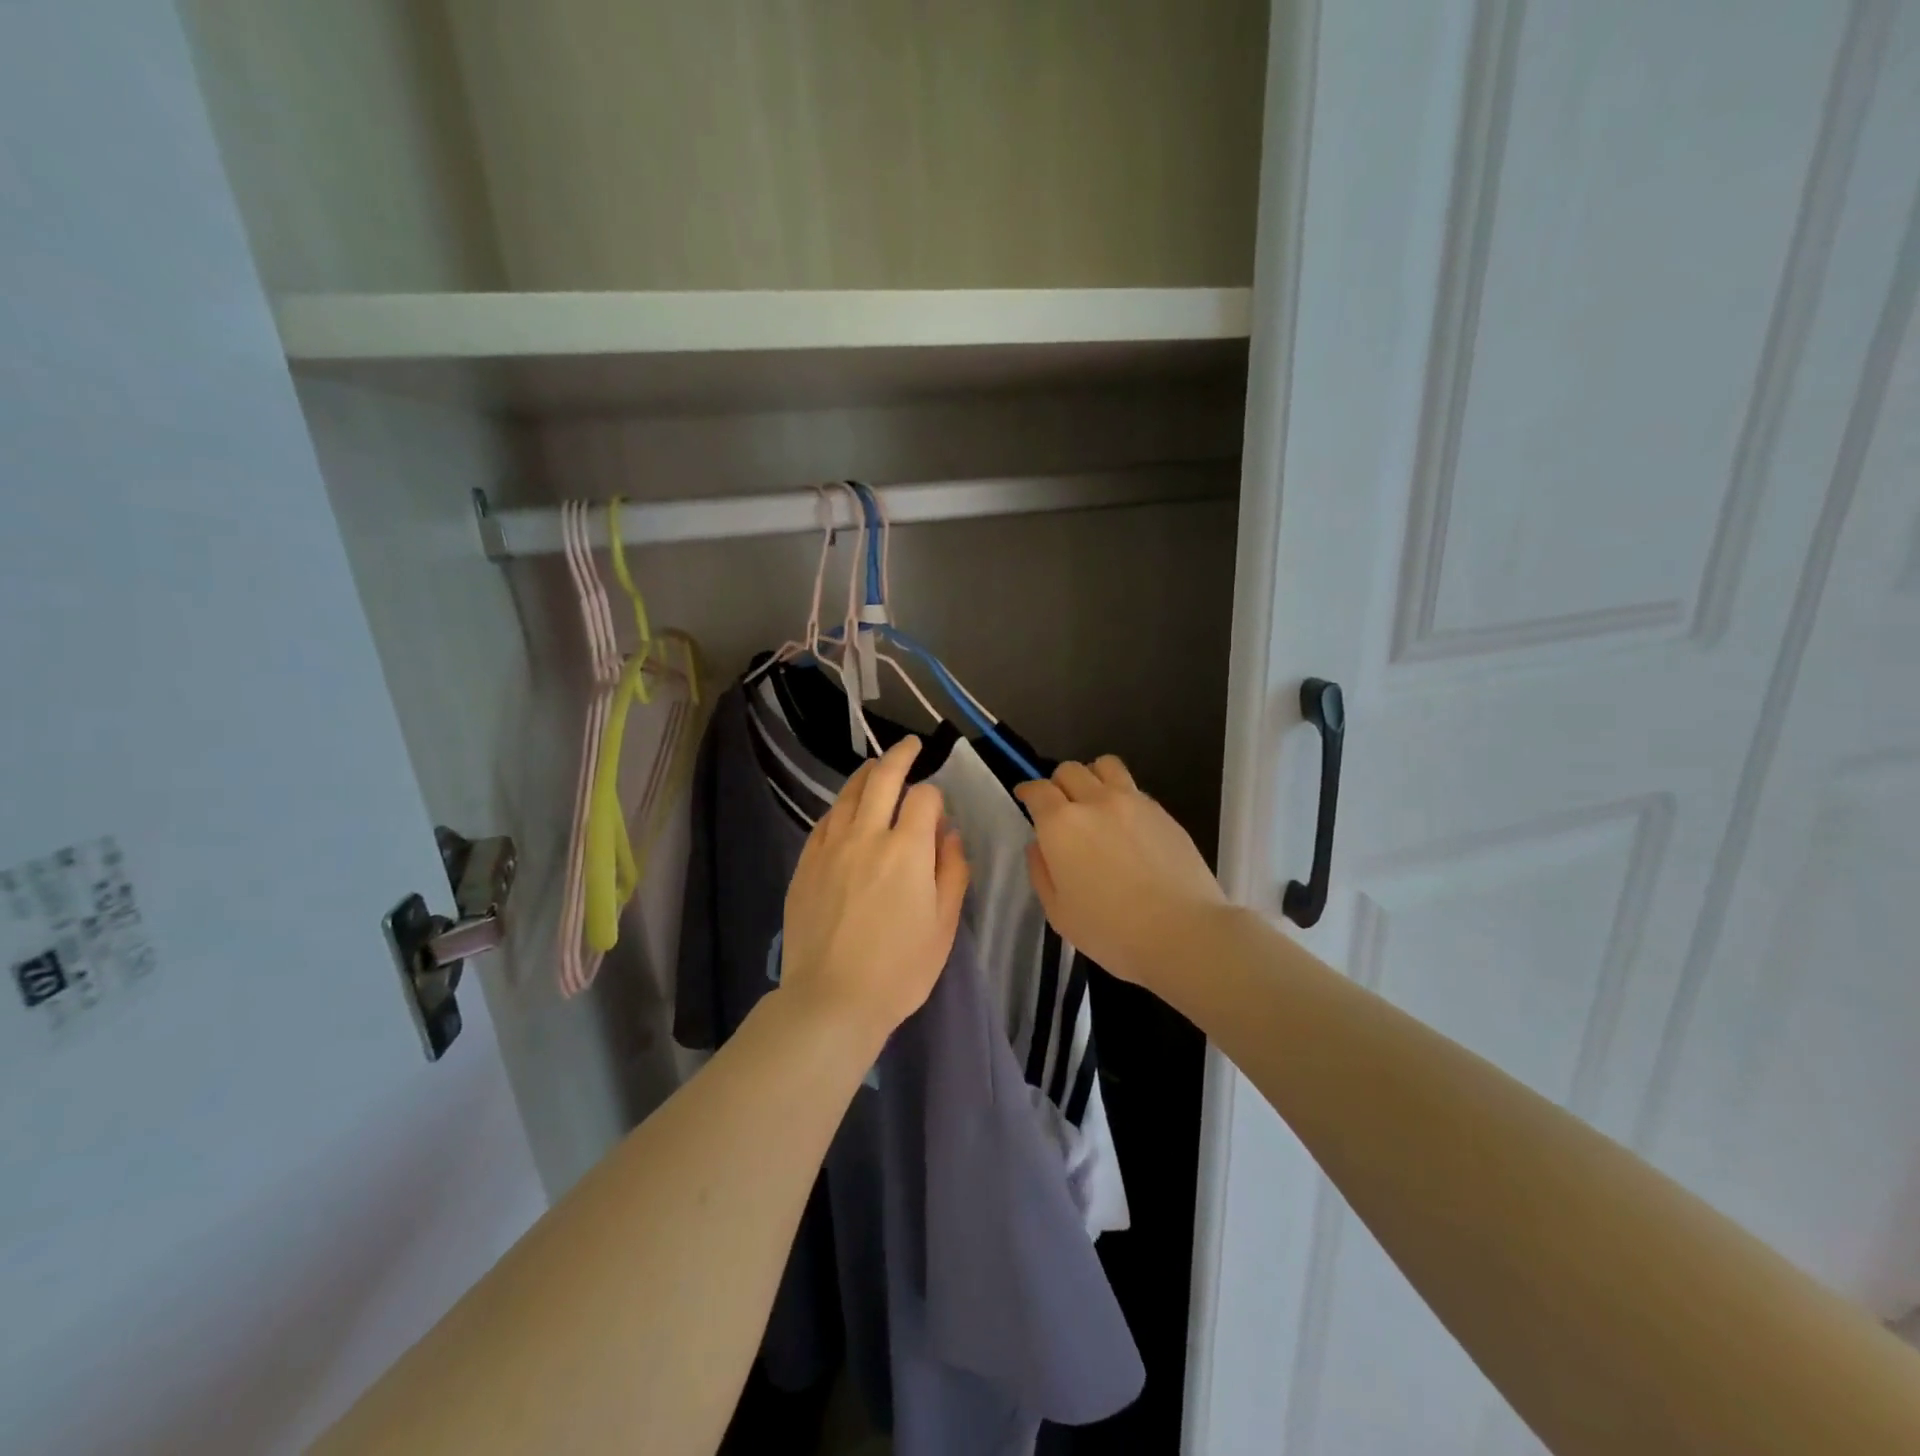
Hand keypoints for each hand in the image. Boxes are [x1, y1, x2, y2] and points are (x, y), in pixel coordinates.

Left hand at [779, 737, 969, 1046]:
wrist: (832, 1000)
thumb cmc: (899, 970)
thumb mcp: (944, 925)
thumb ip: (952, 871)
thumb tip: (950, 834)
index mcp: (908, 850)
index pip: (924, 798)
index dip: (936, 796)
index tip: (938, 811)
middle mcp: (867, 836)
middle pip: (882, 778)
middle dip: (900, 755)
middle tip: (910, 745)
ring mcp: (831, 847)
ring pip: (848, 794)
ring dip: (866, 774)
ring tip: (876, 768)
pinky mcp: (806, 864)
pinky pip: (824, 821)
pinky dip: (840, 807)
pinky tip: (845, 810)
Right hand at [1016, 756, 1227, 995]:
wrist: (1183, 933)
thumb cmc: (1111, 931)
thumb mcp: (1059, 913)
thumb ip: (1042, 872)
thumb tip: (1039, 846)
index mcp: (1061, 825)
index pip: (1037, 790)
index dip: (1027, 791)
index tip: (1025, 799)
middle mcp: (1095, 801)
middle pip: (1070, 769)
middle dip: (1058, 783)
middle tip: (1061, 808)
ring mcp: (1133, 802)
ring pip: (1106, 765)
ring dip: (1092, 777)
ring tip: (1095, 802)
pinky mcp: (1163, 812)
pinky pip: (1134, 788)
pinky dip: (1122, 796)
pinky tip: (1127, 825)